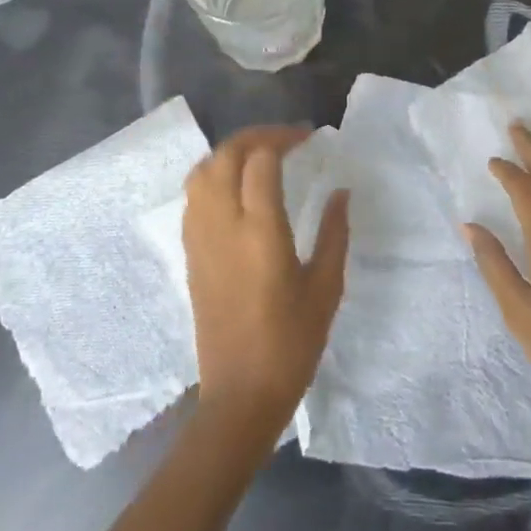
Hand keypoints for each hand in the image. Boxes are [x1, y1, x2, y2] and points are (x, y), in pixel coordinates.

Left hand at [182, 126, 349, 435]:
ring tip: (260, 156)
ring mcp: (200, 238)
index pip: (261, 160)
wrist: (239, 395)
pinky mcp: (189, 253)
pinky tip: (236, 187)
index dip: (284, 138)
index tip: (309, 137)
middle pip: (227, 155)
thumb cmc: (291, 344)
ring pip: (203, 170)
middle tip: (287, 139)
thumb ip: (334, 233)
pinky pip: (194, 195)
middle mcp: (223, 225)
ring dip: (231, 151)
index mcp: (260, 232)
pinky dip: (213, 174)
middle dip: (256, 136)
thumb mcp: (326, 288)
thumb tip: (341, 192)